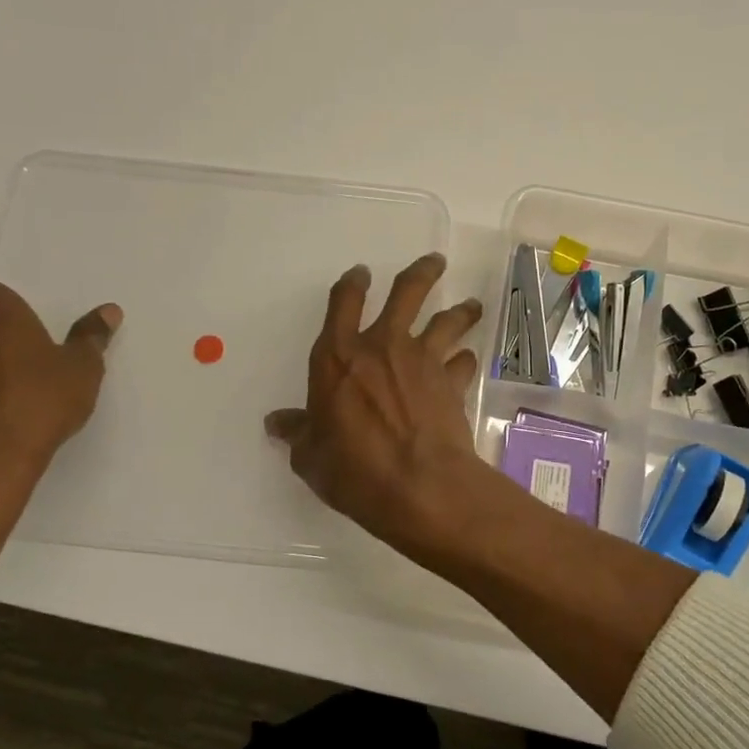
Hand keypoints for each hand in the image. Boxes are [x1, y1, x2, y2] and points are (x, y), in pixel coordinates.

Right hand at [266, 253, 490, 552]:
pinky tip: (466, 363)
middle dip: (422, 272)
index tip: (360, 273)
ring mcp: (423, 361)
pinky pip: (463, 362)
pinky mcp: (452, 384)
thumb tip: (277, 423)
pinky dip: (465, 361)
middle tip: (435, 262)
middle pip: (408, 292)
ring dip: (461, 311)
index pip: (343, 302)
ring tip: (470, 305)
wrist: (420, 486)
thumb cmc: (354, 470)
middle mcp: (383, 346)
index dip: (352, 283)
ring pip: (448, 321)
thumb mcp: (311, 457)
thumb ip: (298, 433)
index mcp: (338, 357)